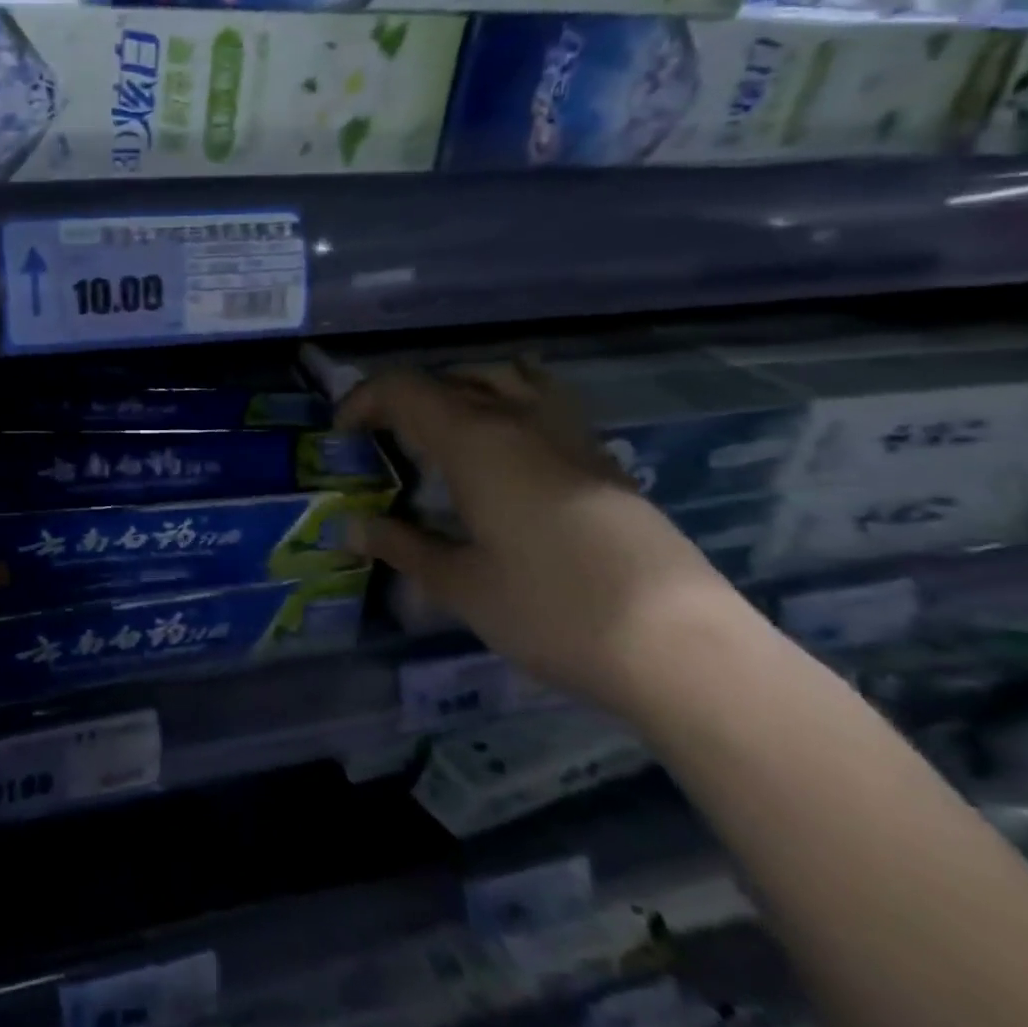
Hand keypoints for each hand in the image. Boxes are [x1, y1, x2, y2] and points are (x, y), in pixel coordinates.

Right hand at [337, 360, 743, 714]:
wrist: (684, 648)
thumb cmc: (552, 611)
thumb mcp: (460, 585)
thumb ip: (400, 547)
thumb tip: (348, 528)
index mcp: (475, 441)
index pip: (403, 389)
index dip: (363, 401)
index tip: (343, 435)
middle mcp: (519, 421)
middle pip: (448, 378)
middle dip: (403, 399)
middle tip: (382, 438)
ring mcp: (569, 435)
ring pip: (503, 378)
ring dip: (459, 390)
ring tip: (442, 429)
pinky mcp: (603, 459)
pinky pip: (543, 403)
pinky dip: (507, 405)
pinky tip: (506, 454)